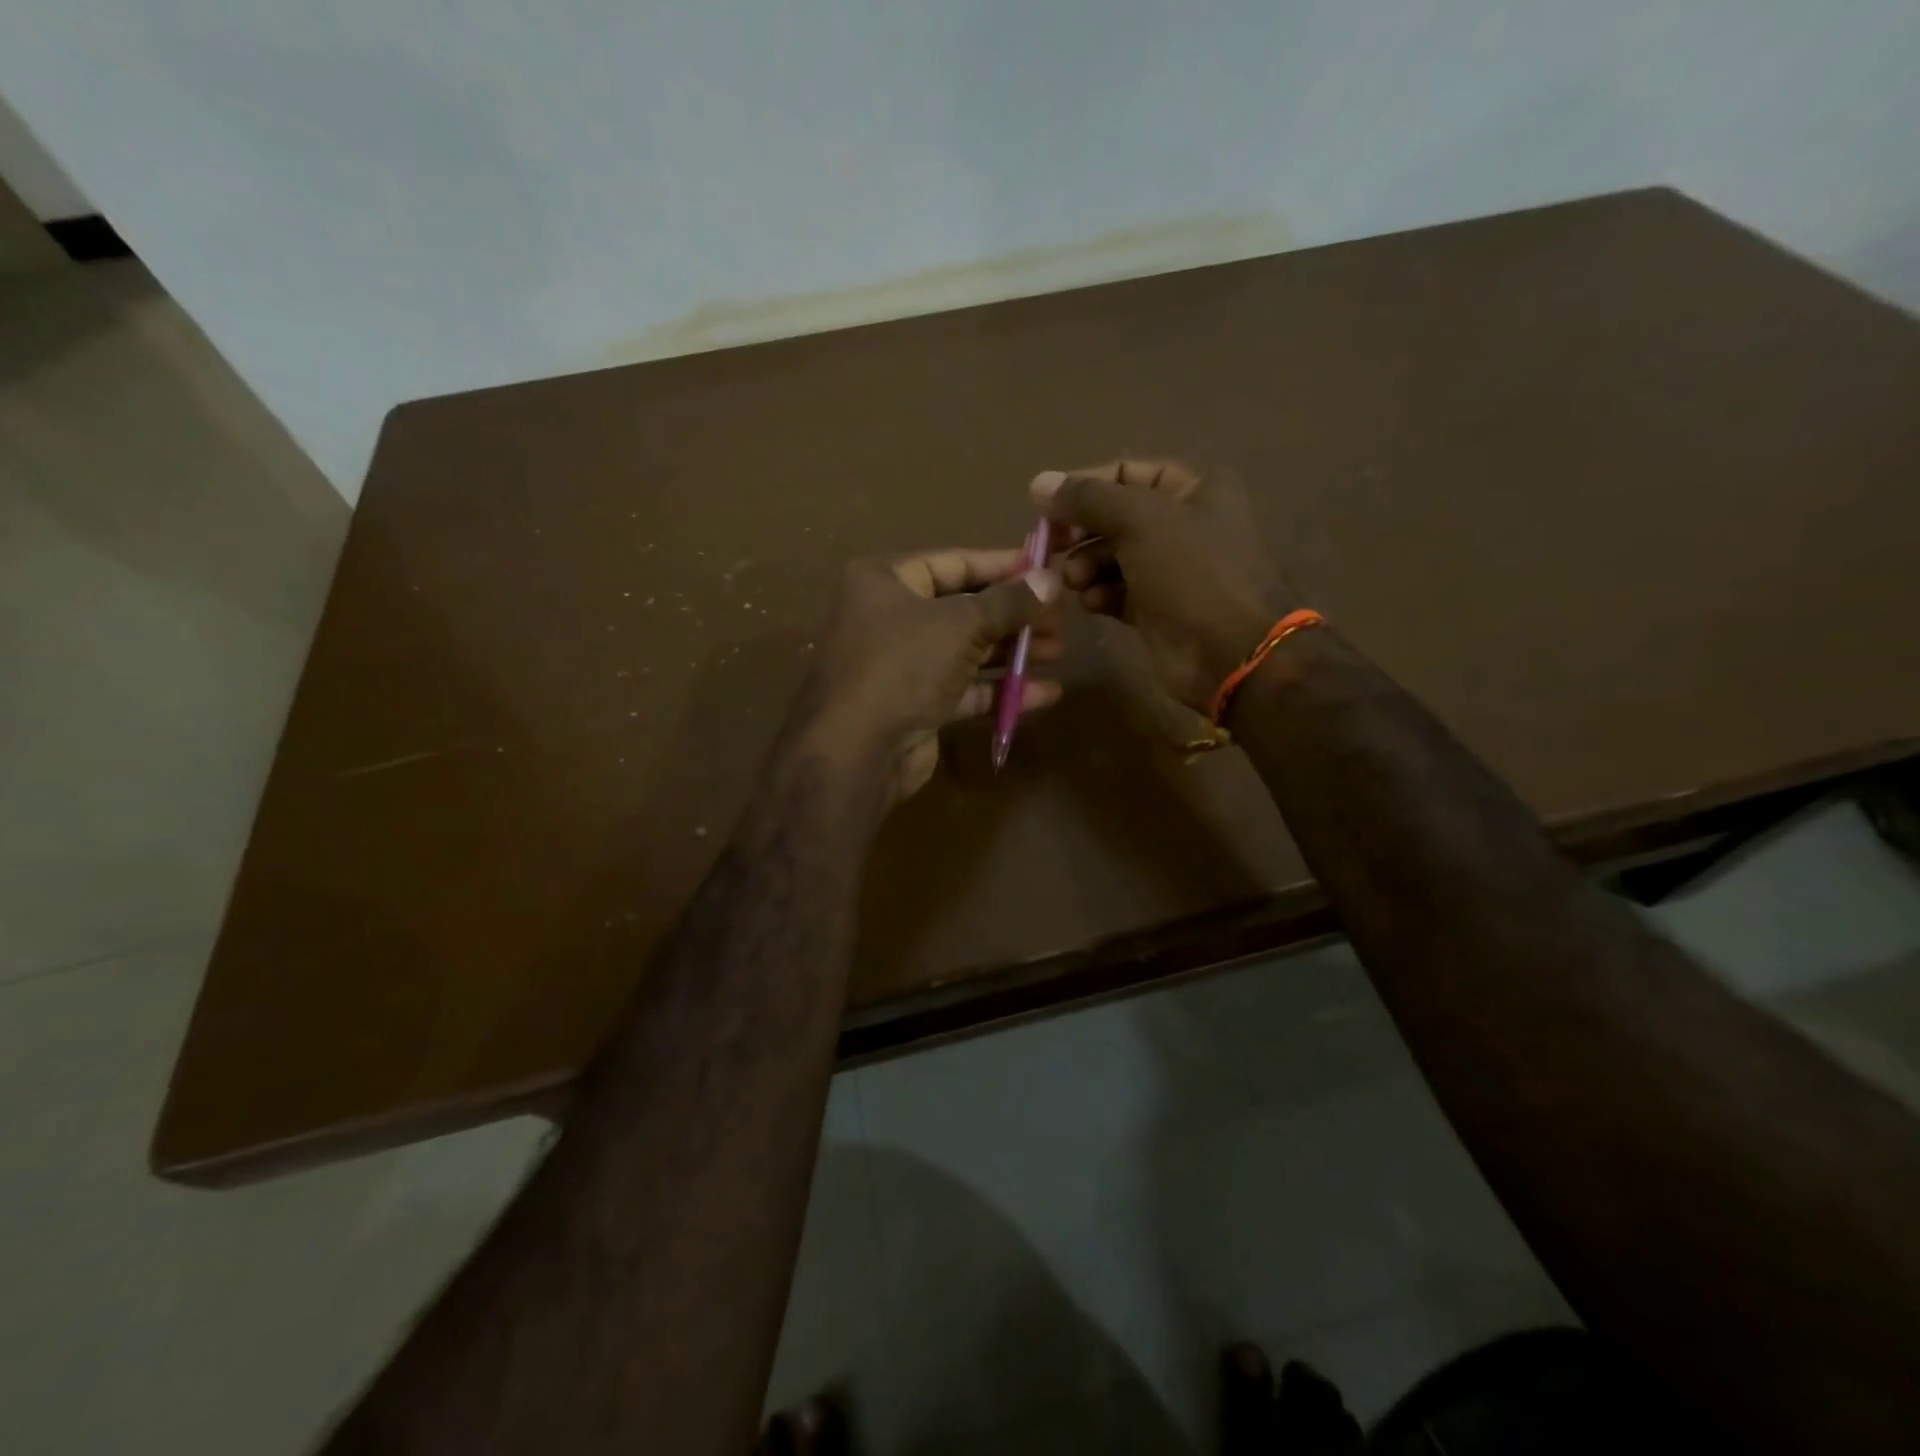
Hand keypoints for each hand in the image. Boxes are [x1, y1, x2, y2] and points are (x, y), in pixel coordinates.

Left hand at [797, 548, 1061, 801]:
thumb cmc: (903, 665)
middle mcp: (889, 618)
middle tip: (1060, 617)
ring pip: (966, 651)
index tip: (1045, 568)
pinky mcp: (916, 706)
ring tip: (1058, 651)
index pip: (953, 563)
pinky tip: (1045, 694)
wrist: (857, 751)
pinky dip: (1001, 690)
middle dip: (1013, 615)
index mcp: (884, 581)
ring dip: (1012, 653)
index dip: (1002, 565)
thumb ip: (1009, 602)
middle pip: (963, 609)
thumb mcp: (960, 624)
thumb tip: (1052, 578)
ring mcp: (902, 665)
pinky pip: (965, 690)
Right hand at [1032, 460, 1295, 713]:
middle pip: (1115, 518)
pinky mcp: (1157, 609)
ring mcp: (1171, 570)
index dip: (1085, 486)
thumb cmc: (1192, 572)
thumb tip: (1038, 482)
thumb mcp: (1140, 520)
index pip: (1127, 473)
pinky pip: (1117, 593)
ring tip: (1073, 581)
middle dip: (1081, 532)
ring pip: (1112, 558)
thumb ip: (1087, 498)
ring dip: (1086, 566)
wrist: (1231, 653)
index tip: (1046, 508)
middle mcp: (1184, 525)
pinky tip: (1091, 603)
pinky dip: (1099, 595)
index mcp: (1195, 490)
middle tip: (1051, 548)